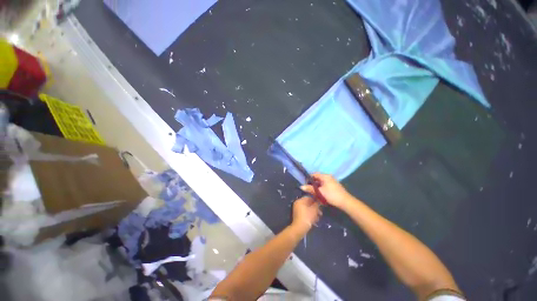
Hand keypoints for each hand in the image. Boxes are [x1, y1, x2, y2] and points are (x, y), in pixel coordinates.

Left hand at [291, 196, 320, 231]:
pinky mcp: (298, 216)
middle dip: (315, 208)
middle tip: (320, 213)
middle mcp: (297, 203)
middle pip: (308, 204)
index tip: (321, 205)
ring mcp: (297, 210)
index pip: (309, 197)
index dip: (316, 201)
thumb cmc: (307, 217)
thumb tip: (318, 201)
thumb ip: (317, 204)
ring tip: (318, 218)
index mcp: (300, 200)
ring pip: (307, 209)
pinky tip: (315, 220)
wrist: (300, 228)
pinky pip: (305, 213)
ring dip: (313, 212)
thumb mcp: (314, 209)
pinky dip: (310, 215)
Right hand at [301, 173, 352, 208]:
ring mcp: (332, 181)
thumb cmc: (331, 195)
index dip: (309, 178)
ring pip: (321, 182)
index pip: (314, 174)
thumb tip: (301, 186)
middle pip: (318, 178)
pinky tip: (320, 193)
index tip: (305, 184)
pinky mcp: (334, 185)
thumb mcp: (319, 192)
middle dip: (313, 183)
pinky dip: (321, 188)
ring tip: (314, 192)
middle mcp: (328, 176)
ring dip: (317, 186)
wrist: (345, 202)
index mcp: (325, 176)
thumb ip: (310, 189)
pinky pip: (325, 184)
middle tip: (309, 189)